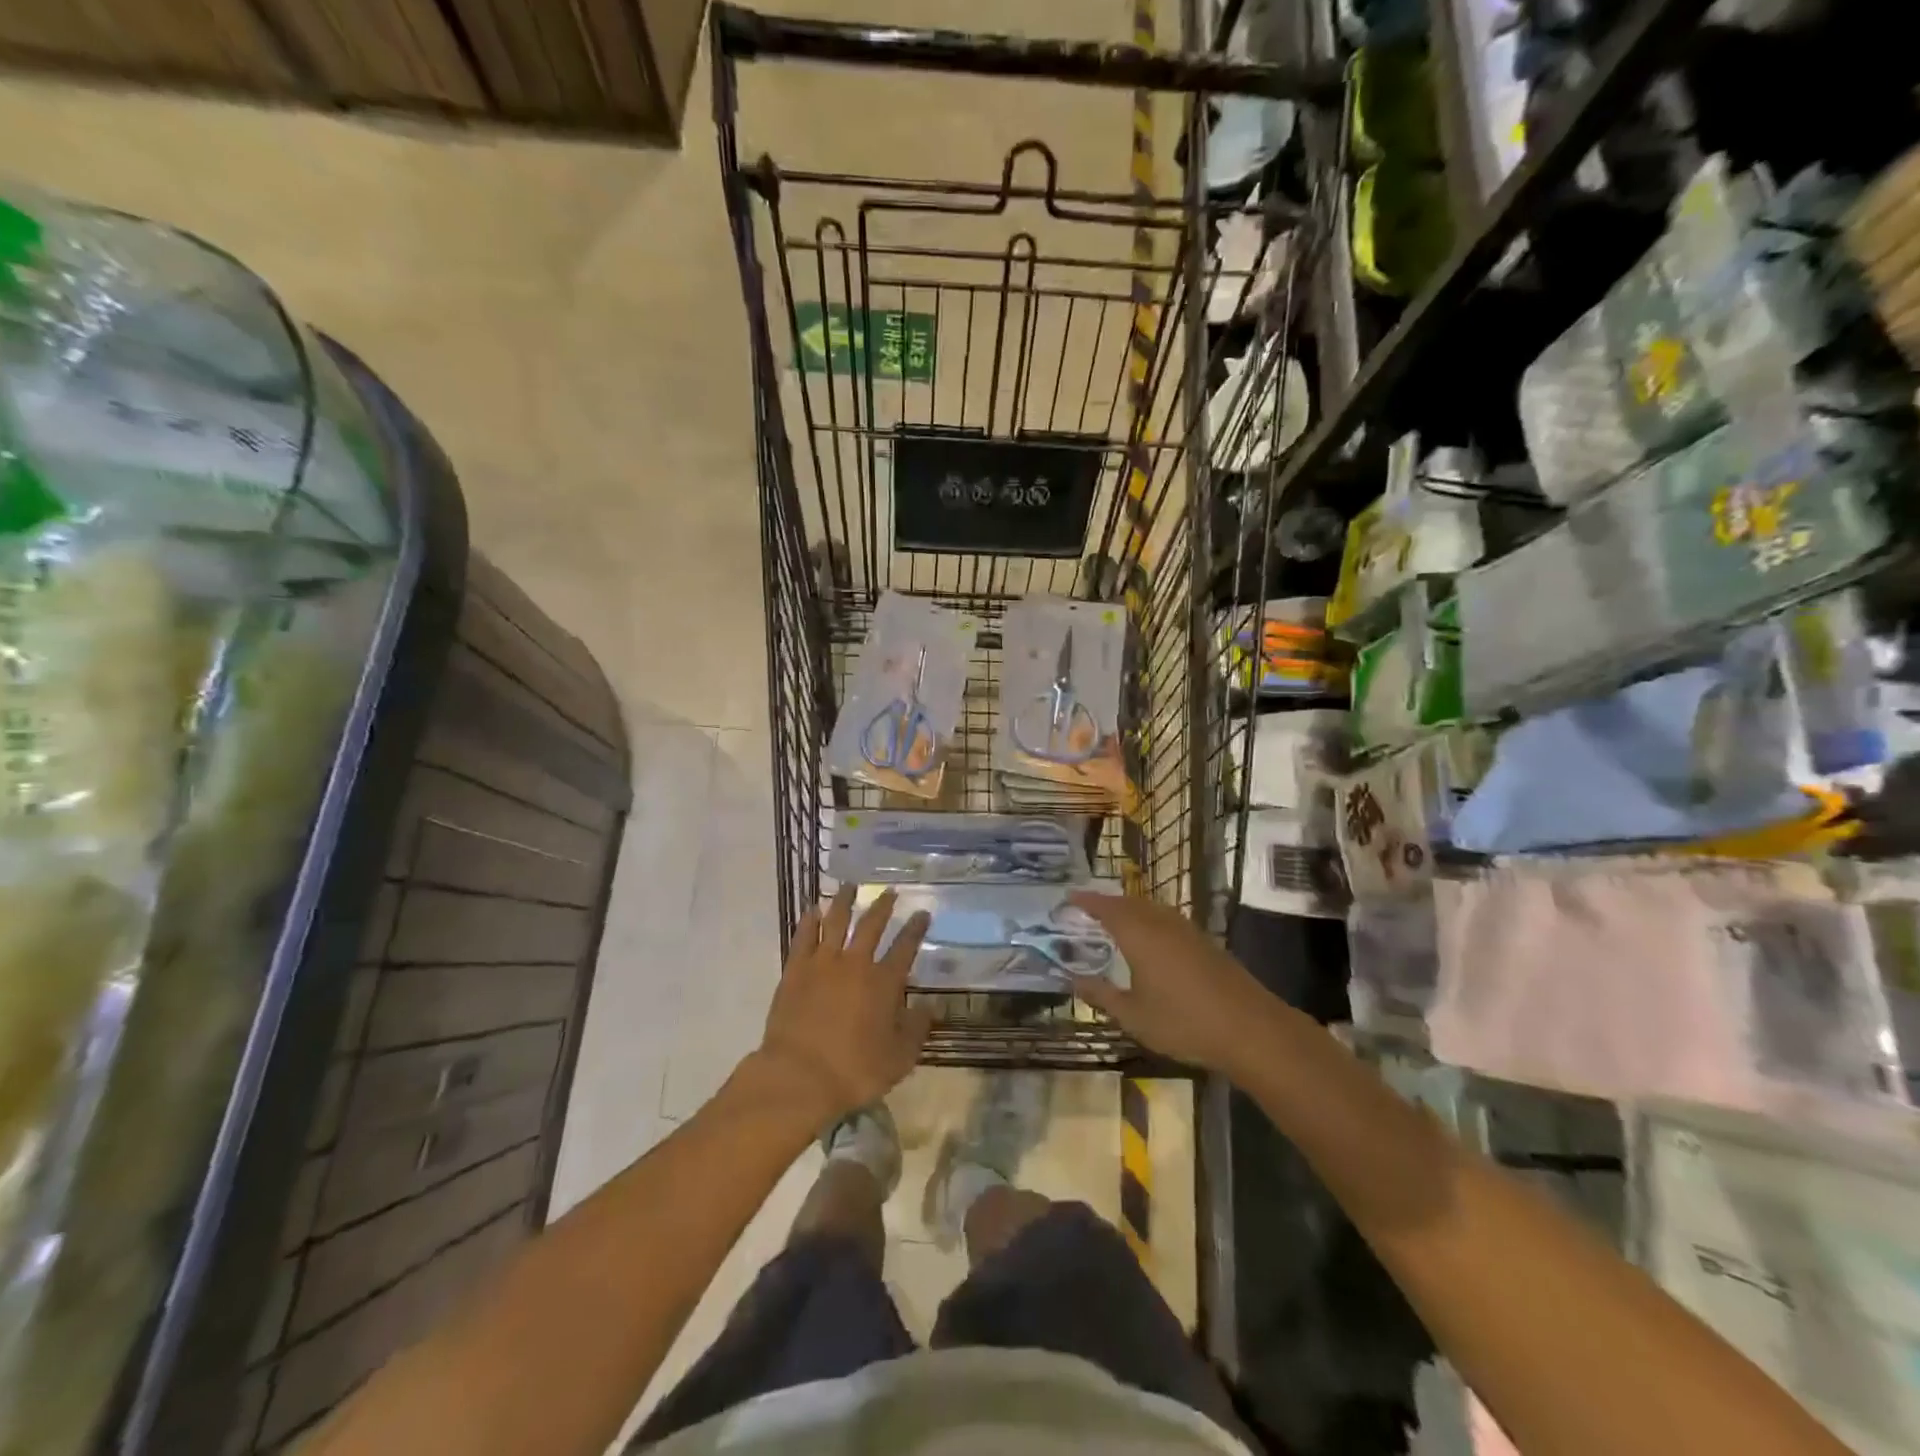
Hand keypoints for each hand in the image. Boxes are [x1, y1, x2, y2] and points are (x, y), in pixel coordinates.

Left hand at [751, 887, 932, 1128]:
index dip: (915, 929)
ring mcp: (822, 963)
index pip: (905, 947)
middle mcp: (855, 964)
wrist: (799, 1076)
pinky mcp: (795, 970)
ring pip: (835, 922)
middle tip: (890, 892)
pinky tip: (812, 909)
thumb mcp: (898, 1058)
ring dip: (844, 901)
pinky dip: (809, 921)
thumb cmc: (854, 1071)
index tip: (922, 913)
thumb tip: (929, 1006)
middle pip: (871, 926)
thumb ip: (916, 1029)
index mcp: (884, 982)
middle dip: (883, 907)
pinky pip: (803, 937)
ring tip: (849, 886)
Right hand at [1066, 892, 1276, 1075]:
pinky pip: (1168, 920)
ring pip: (1152, 909)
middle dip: (1108, 903)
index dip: (1087, 901)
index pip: (1106, 908)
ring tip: (1116, 921)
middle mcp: (1161, 923)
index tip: (1069, 896)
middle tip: (1089, 909)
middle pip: (1130, 903)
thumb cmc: (1183, 1022)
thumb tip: (1074, 981)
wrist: (1249, 1028)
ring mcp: (1187, 931)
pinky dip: (1151, 921)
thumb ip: (1102, 995)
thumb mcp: (1133, 1016)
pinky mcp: (1205, 942)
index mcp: (1139, 935)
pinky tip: (1151, 940)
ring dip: (1131, 910)